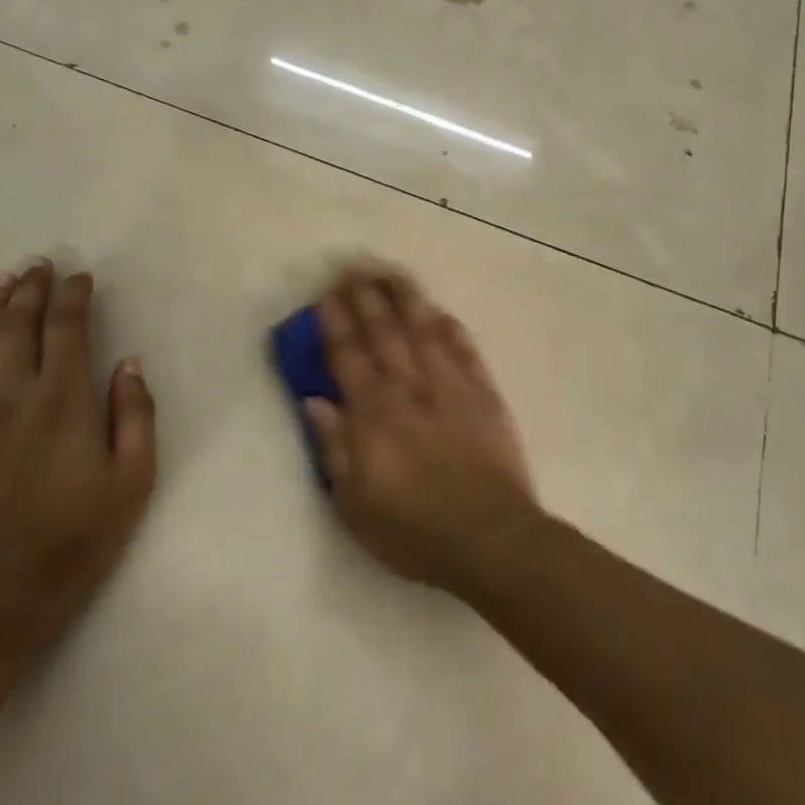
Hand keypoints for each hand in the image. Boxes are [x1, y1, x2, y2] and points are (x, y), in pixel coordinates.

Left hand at [0, 261, 157, 628]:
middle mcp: (12, 397)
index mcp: (64, 400)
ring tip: (1, 282)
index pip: (68, 329)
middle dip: (30, 290)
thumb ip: (134, 414)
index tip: (81, 276)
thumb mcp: (133, 478)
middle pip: (18, 327)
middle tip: (38, 263)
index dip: (74, 296)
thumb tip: (129, 364)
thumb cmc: (78, 538)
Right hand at [305, 264, 541, 594]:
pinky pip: (465, 350)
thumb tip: (314, 400)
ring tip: (392, 272)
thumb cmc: (413, 529)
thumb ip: (334, 446)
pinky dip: (450, 328)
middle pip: (385, 331)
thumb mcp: (355, 503)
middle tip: (354, 267)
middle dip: (367, 296)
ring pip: (425, 329)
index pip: (348, 355)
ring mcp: (451, 386)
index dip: (336, 322)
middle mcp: (410, 387)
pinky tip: (440, 311)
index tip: (327, 295)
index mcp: (374, 412)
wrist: (490, 538)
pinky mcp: (484, 394)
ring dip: (406, 298)